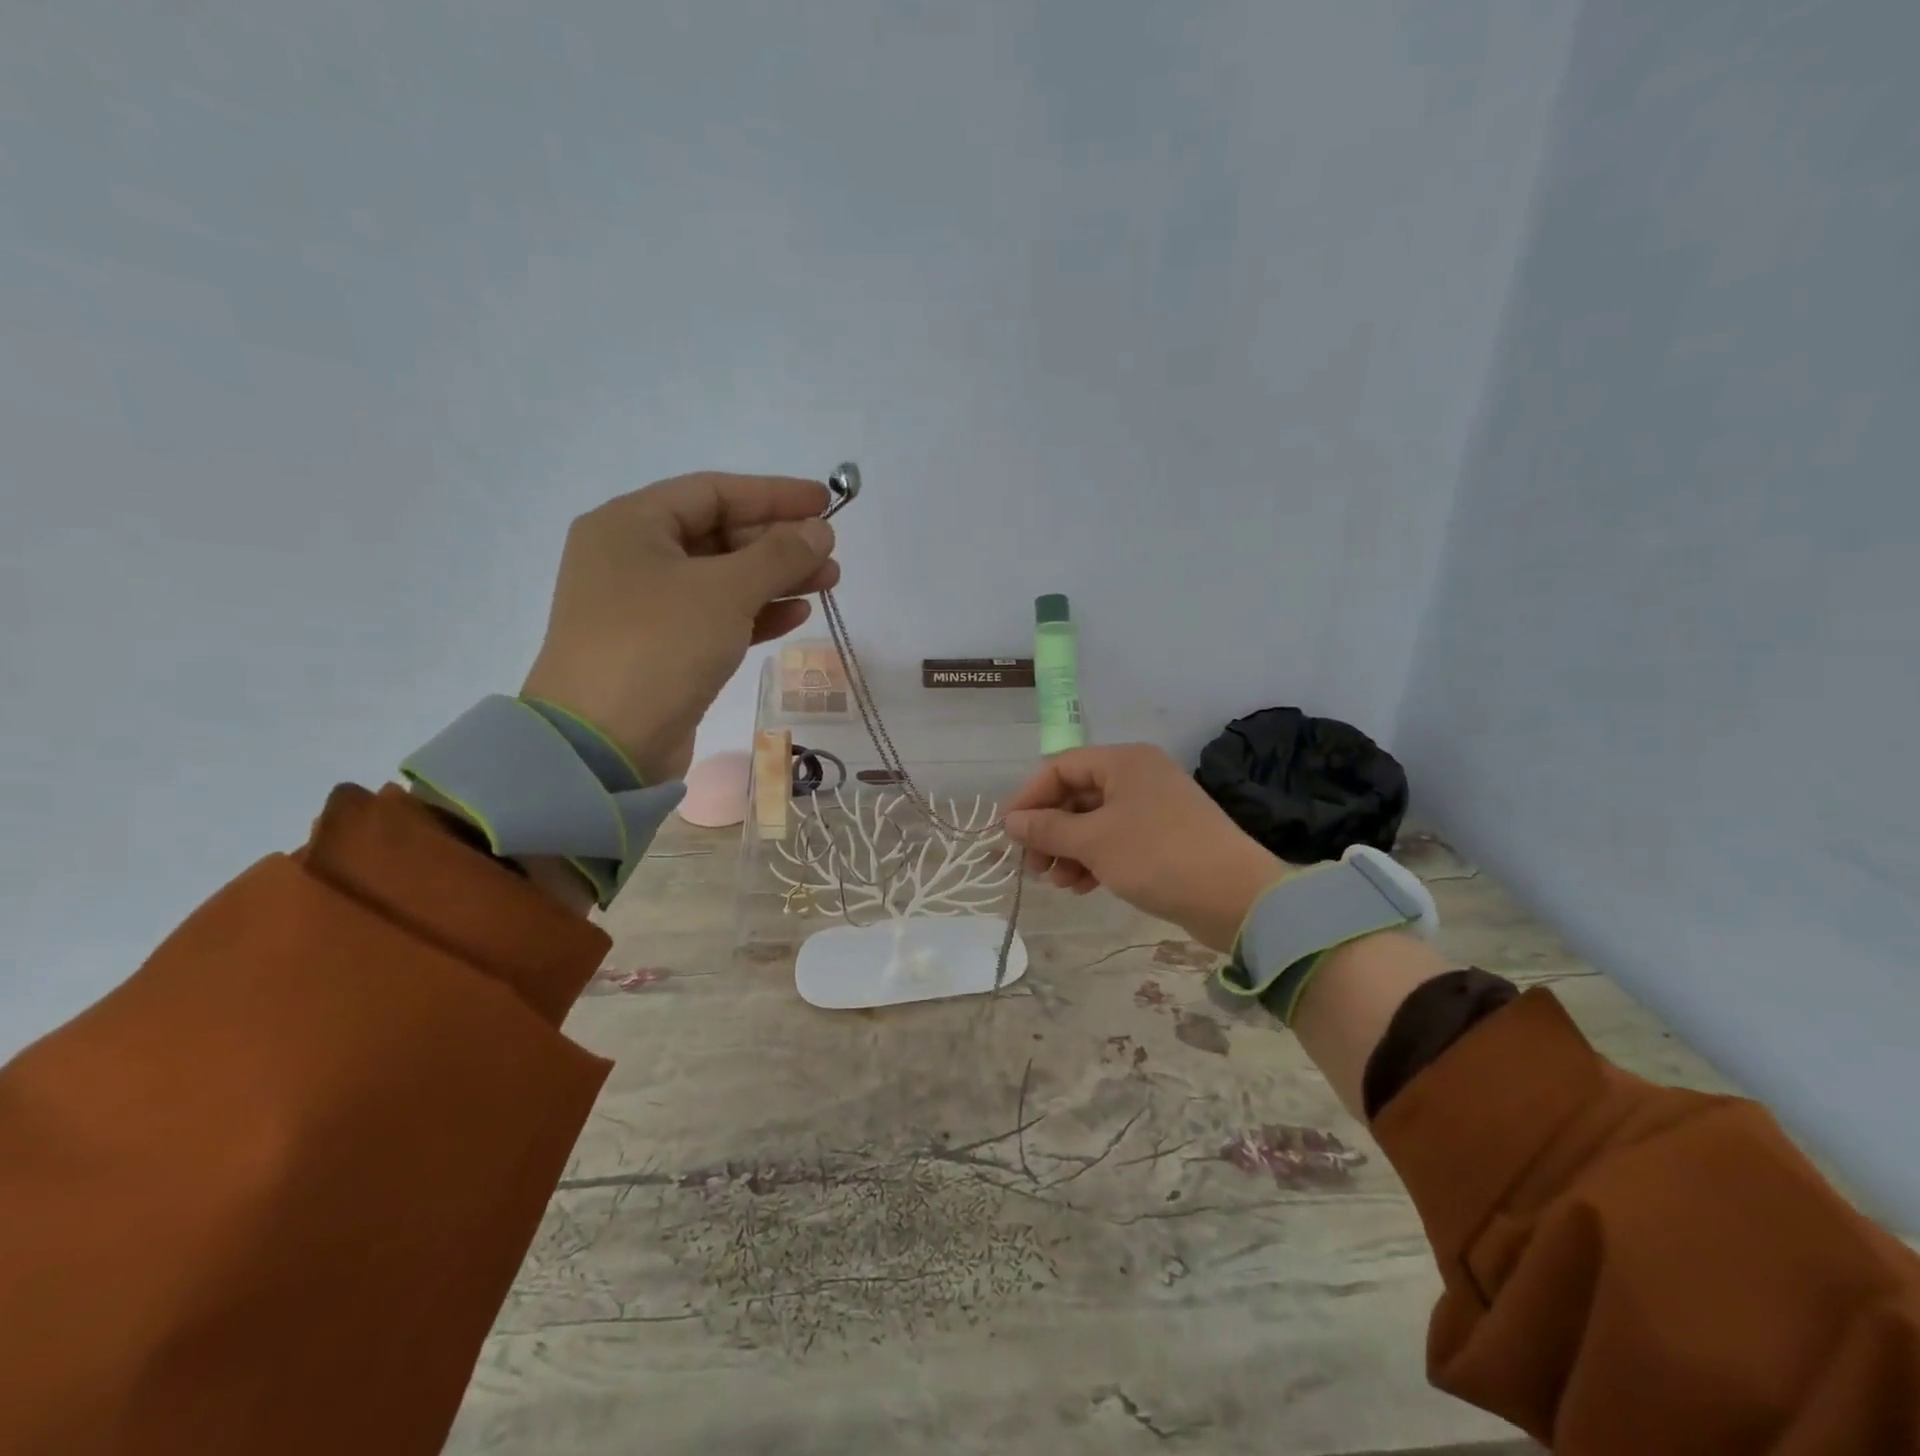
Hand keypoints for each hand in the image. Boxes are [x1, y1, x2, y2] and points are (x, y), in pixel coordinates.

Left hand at [519, 473, 838, 784]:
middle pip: (719, 535)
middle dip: (779, 543)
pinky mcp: (661, 648)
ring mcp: (644, 606)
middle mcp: (632, 557)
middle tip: (830, 554)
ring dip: (776, 579)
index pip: (713, 492)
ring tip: (828, 582)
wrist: (604, 745)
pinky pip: (716, 617)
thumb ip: (779, 555)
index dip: (774, 494)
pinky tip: (797, 614)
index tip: (825, 503)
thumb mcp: (725, 591)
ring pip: (722, 579)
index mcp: (631, 524)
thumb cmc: (660, 646)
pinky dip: (756, 613)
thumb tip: (820, 531)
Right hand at [1002, 744, 1288, 950]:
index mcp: (1123, 761)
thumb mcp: (1093, 841)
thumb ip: (1048, 829)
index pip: (1061, 767)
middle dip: (1050, 830)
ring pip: (1095, 821)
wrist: (1235, 897)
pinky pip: (1116, 840)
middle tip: (1032, 864)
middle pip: (1077, 795)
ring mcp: (1154, 807)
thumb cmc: (1156, 855)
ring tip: (1056, 882)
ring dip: (1069, 849)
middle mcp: (1139, 776)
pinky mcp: (1165, 838)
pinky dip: (1094, 859)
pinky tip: (1081, 887)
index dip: (1030, 797)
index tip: (1007, 832)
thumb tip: (1011, 822)